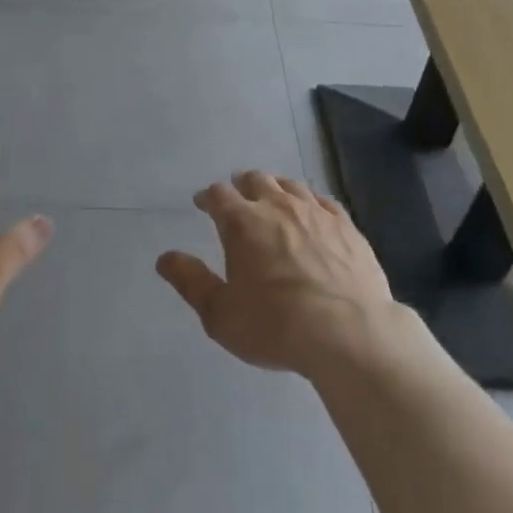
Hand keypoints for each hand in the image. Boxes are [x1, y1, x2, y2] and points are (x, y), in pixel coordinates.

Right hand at [156, 172, 394, 377]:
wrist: (348, 333)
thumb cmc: (275, 326)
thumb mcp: (220, 314)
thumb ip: (191, 282)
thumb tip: (164, 258)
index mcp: (242, 222)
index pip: (218, 195)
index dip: (208, 197)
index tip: (202, 203)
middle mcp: (277, 206)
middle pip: (255, 180)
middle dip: (242, 186)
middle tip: (238, 198)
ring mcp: (315, 212)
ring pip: (290, 185)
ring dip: (276, 188)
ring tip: (273, 199)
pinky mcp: (346, 225)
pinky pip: (323, 201)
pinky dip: (311, 202)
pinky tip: (313, 212)